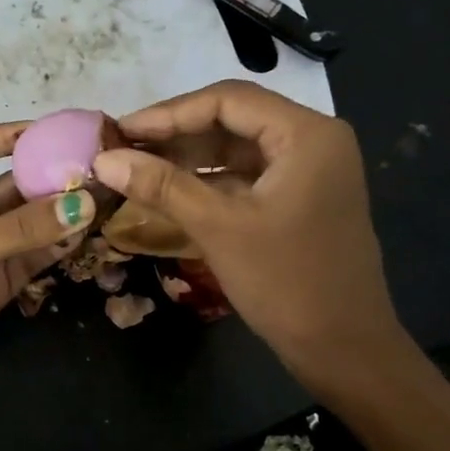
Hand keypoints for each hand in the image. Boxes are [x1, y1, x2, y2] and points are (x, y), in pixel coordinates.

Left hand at [0, 122, 93, 416]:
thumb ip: (20, 230)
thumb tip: (83, 205)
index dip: (10, 135)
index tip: (55, 135)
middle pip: (11, 186)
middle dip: (48, 177)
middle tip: (95, 172)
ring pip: (27, 224)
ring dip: (59, 214)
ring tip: (101, 202)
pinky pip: (32, 258)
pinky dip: (56, 248)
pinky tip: (84, 238)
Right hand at [92, 80, 407, 388]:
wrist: (345, 350)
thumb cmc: (286, 282)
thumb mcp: (219, 227)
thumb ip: (162, 186)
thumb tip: (105, 159)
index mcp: (307, 134)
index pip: (227, 100)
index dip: (168, 113)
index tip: (120, 131)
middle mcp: (314, 142)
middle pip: (234, 120)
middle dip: (176, 134)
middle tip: (122, 149)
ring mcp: (310, 173)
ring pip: (238, 149)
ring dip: (189, 158)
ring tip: (137, 168)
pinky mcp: (302, 201)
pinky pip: (247, 177)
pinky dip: (209, 181)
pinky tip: (170, 192)